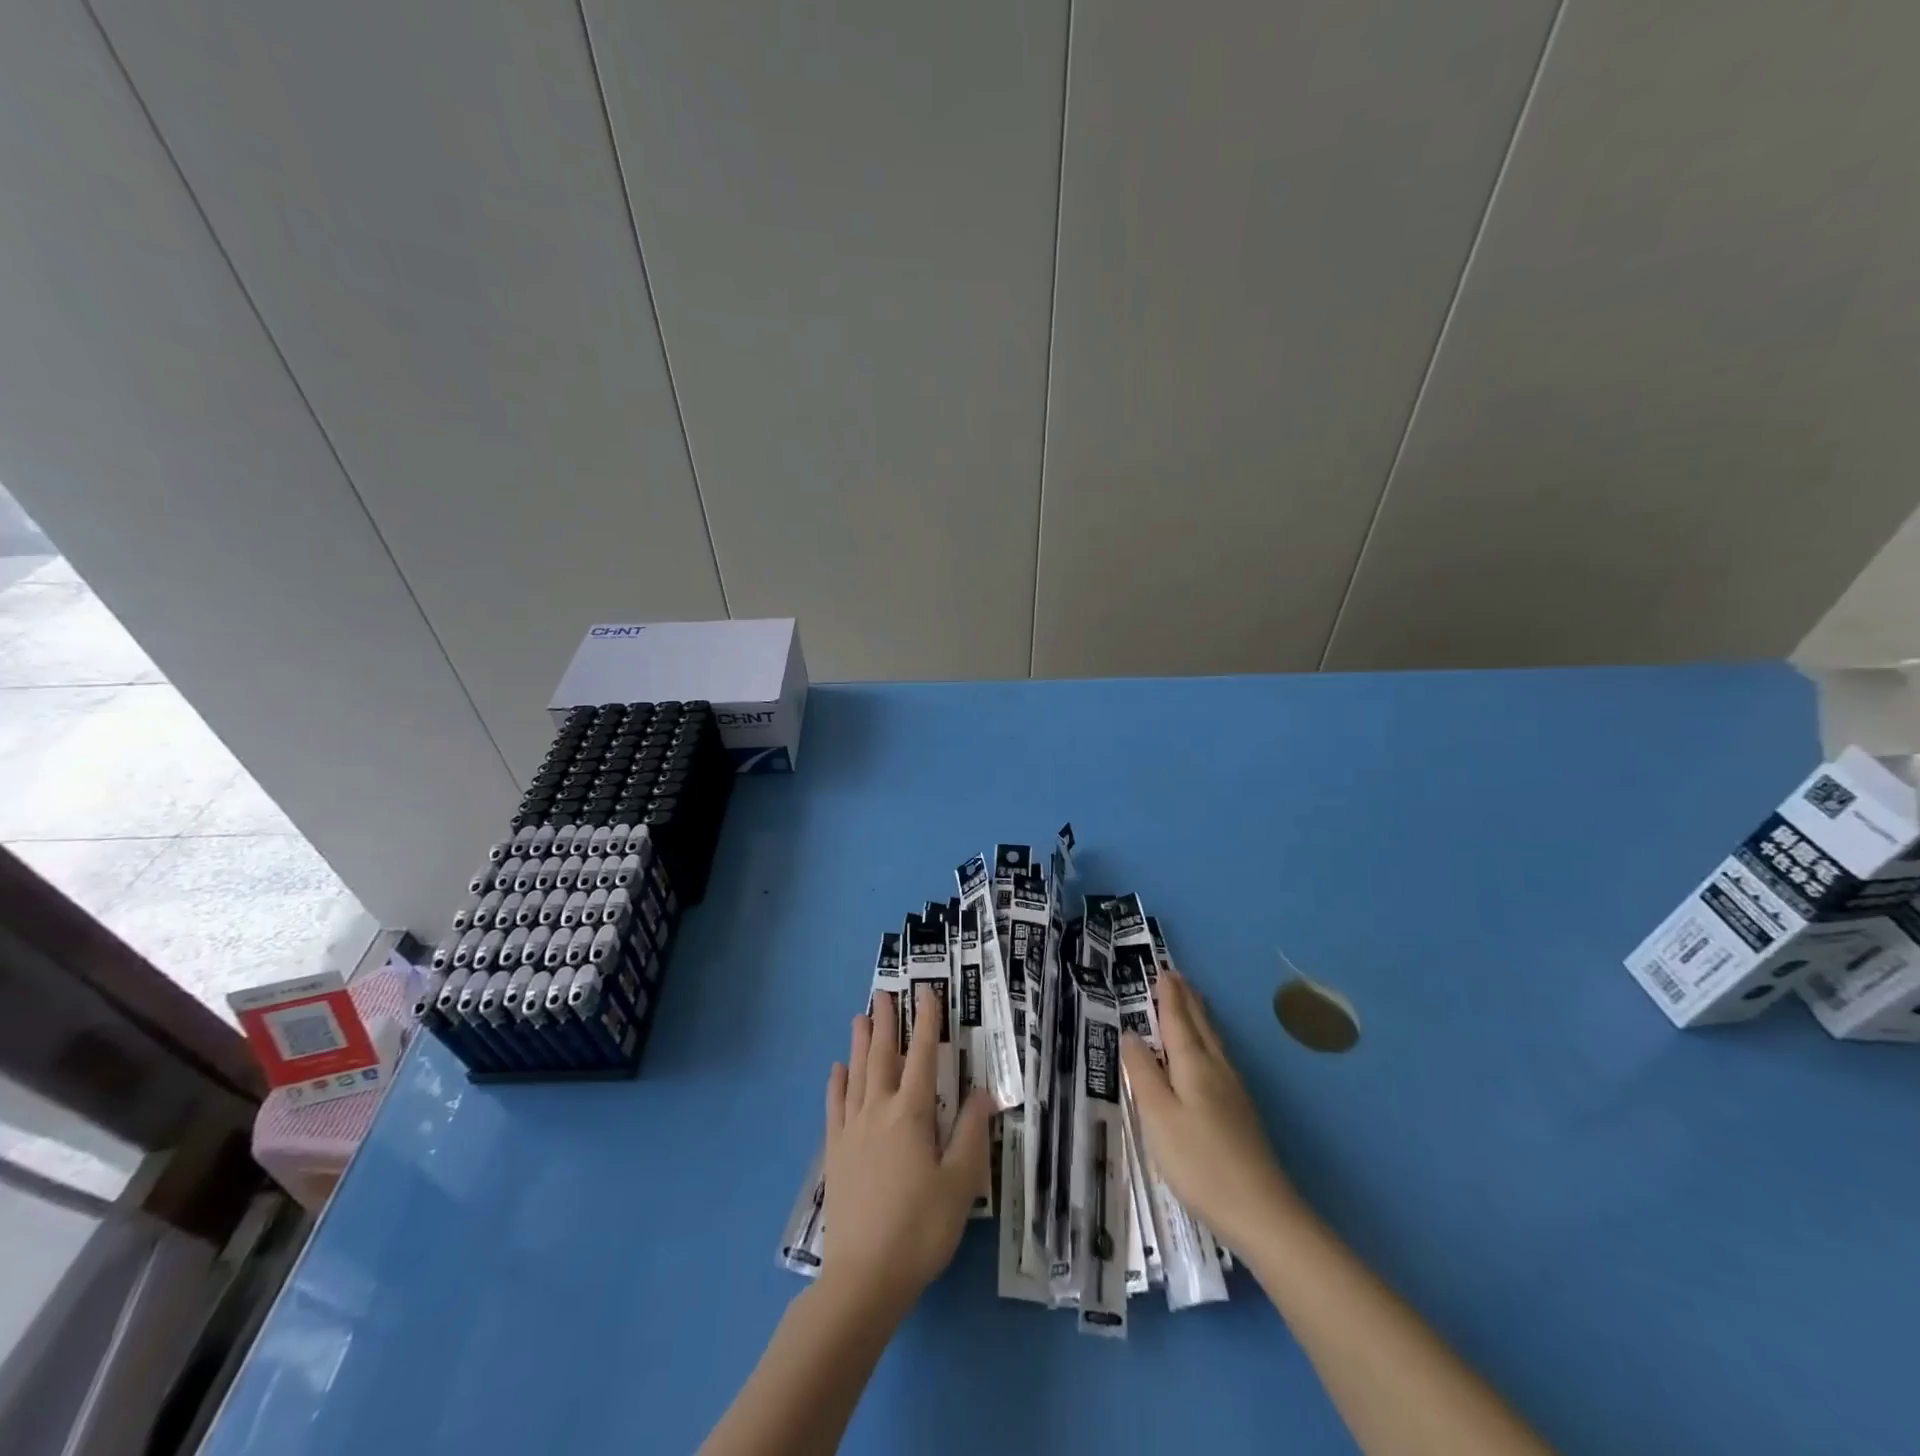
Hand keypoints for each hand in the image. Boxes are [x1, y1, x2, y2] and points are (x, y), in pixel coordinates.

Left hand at [820, 987, 990, 1323]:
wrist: (864, 1277)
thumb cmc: (920, 1228)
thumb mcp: (960, 1183)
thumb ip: (971, 1133)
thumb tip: (984, 1091)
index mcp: (911, 1114)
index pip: (922, 1056)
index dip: (926, 1022)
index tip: (927, 993)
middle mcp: (878, 1111)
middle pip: (882, 1056)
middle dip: (885, 1022)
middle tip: (883, 993)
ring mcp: (851, 1130)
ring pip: (856, 1074)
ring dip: (859, 1043)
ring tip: (860, 1016)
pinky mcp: (835, 1152)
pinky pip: (835, 1106)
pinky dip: (837, 1083)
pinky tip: (837, 1071)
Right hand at [1121, 968, 1301, 1249]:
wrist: (1261, 1211)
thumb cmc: (1199, 1161)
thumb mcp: (1157, 1116)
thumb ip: (1142, 1073)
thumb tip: (1131, 1034)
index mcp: (1193, 1064)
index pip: (1177, 1019)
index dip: (1168, 995)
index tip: (1162, 969)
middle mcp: (1216, 1068)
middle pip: (1200, 1025)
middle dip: (1186, 999)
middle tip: (1176, 976)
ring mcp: (1233, 1091)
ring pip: (1213, 1041)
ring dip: (1200, 1016)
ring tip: (1192, 1001)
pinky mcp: (1240, 1112)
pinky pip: (1219, 1057)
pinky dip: (1208, 1040)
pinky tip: (1208, 1052)